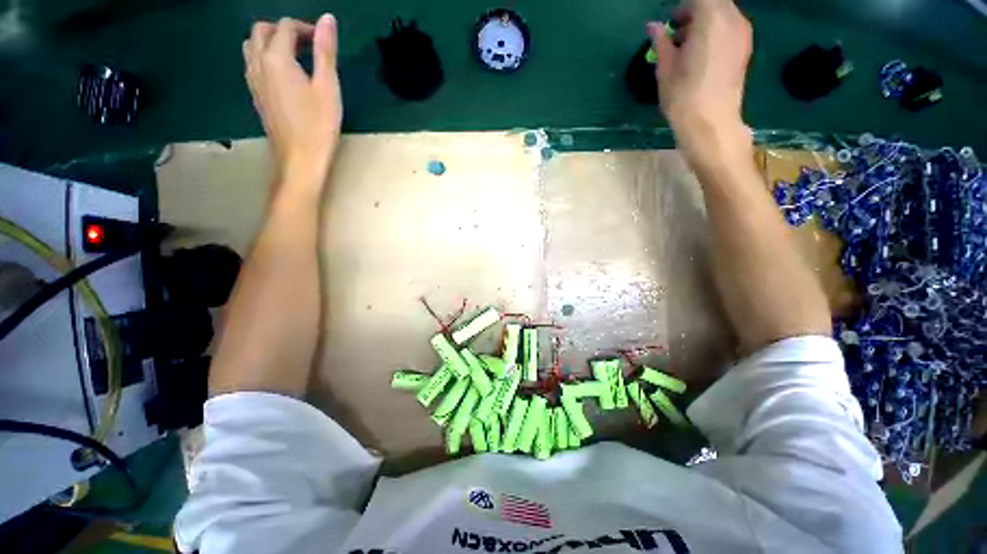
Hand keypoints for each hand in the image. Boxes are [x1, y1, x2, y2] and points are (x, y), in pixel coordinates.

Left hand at [244, 14, 341, 188]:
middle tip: (307, 44)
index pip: (285, 27)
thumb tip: (327, 19)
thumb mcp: (328, 87)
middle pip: (261, 32)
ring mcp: (254, 82)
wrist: (299, 159)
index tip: (323, 40)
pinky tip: (283, 74)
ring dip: (270, 42)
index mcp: (277, 59)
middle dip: (283, 29)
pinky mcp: (256, 97)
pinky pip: (252, 65)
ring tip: (294, 56)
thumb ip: (325, 51)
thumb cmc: (318, 125)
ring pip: (252, 47)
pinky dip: (265, 58)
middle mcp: (258, 64)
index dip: (305, 27)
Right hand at [648, 0, 752, 164]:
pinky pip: (730, 26)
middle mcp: (732, 18)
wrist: (711, 124)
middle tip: (676, 34)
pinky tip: (701, 54)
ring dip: (704, 21)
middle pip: (713, 1)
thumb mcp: (665, 69)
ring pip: (723, 12)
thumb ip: (661, 42)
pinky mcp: (745, 48)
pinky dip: (715, 31)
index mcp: (711, 18)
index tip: (670, 24)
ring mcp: (743, 33)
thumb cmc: (683, 97)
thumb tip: (653, 26)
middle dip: (693, 11)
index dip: (682, 8)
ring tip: (687, 47)